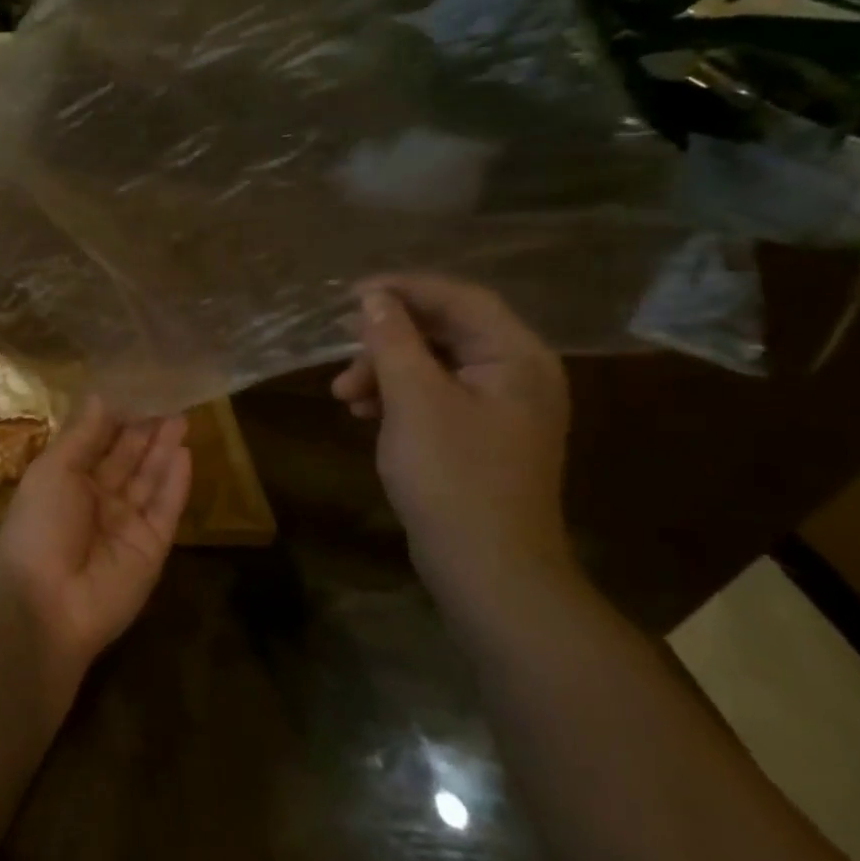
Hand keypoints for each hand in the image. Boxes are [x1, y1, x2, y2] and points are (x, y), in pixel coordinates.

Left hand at [0, 398, 191, 679]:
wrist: (44, 603)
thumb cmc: (38, 524)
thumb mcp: (54, 469)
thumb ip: (83, 434)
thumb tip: (101, 395)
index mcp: (67, 481)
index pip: (98, 443)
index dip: (117, 417)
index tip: (138, 387)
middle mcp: (98, 500)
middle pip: (128, 459)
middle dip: (146, 429)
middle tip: (170, 396)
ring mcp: (126, 525)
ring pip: (150, 480)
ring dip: (164, 450)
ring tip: (182, 416)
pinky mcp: (152, 549)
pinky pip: (166, 510)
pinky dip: (176, 483)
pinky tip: (186, 453)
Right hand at [331, 276, 572, 600]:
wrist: (488, 571)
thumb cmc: (453, 477)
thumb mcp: (413, 400)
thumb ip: (393, 340)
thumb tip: (375, 298)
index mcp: (517, 358)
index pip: (459, 299)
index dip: (403, 289)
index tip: (350, 295)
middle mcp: (516, 374)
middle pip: (445, 330)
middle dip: (387, 340)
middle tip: (343, 356)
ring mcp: (500, 407)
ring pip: (434, 363)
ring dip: (385, 369)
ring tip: (345, 394)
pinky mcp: (481, 434)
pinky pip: (435, 394)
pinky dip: (398, 395)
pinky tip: (365, 412)